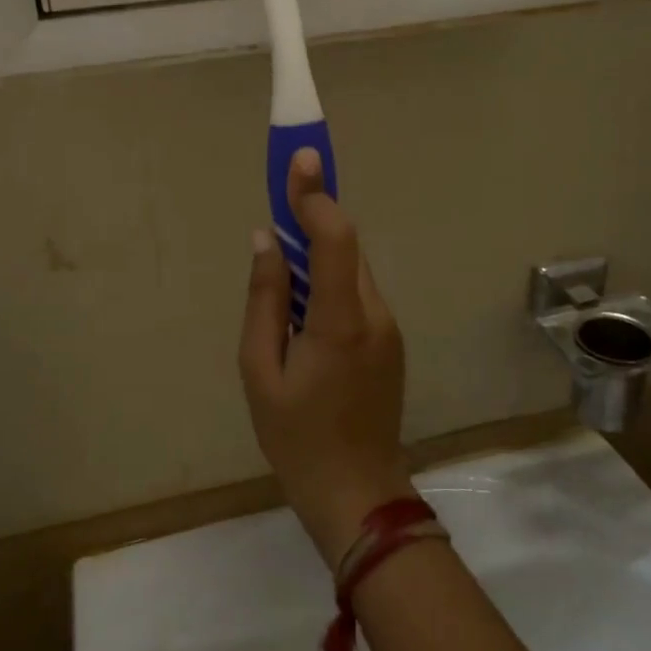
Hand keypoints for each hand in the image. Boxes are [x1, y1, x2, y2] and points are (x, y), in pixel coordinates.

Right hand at [239, 149, 413, 568]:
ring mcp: (388, 328)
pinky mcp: (390, 341)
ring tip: (284, 263)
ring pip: (352, 270)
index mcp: (340, 320)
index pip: (335, 238)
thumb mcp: (260, 369)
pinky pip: (357, 294)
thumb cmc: (296, 436)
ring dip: (320, 253)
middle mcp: (374, 313)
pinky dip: (330, 282)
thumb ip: (264, 298)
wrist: (358, 492)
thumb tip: (266, 239)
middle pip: (345, 248)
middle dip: (314, 218)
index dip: (316, 195)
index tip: (300, 158)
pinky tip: (304, 307)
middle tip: (280, 199)